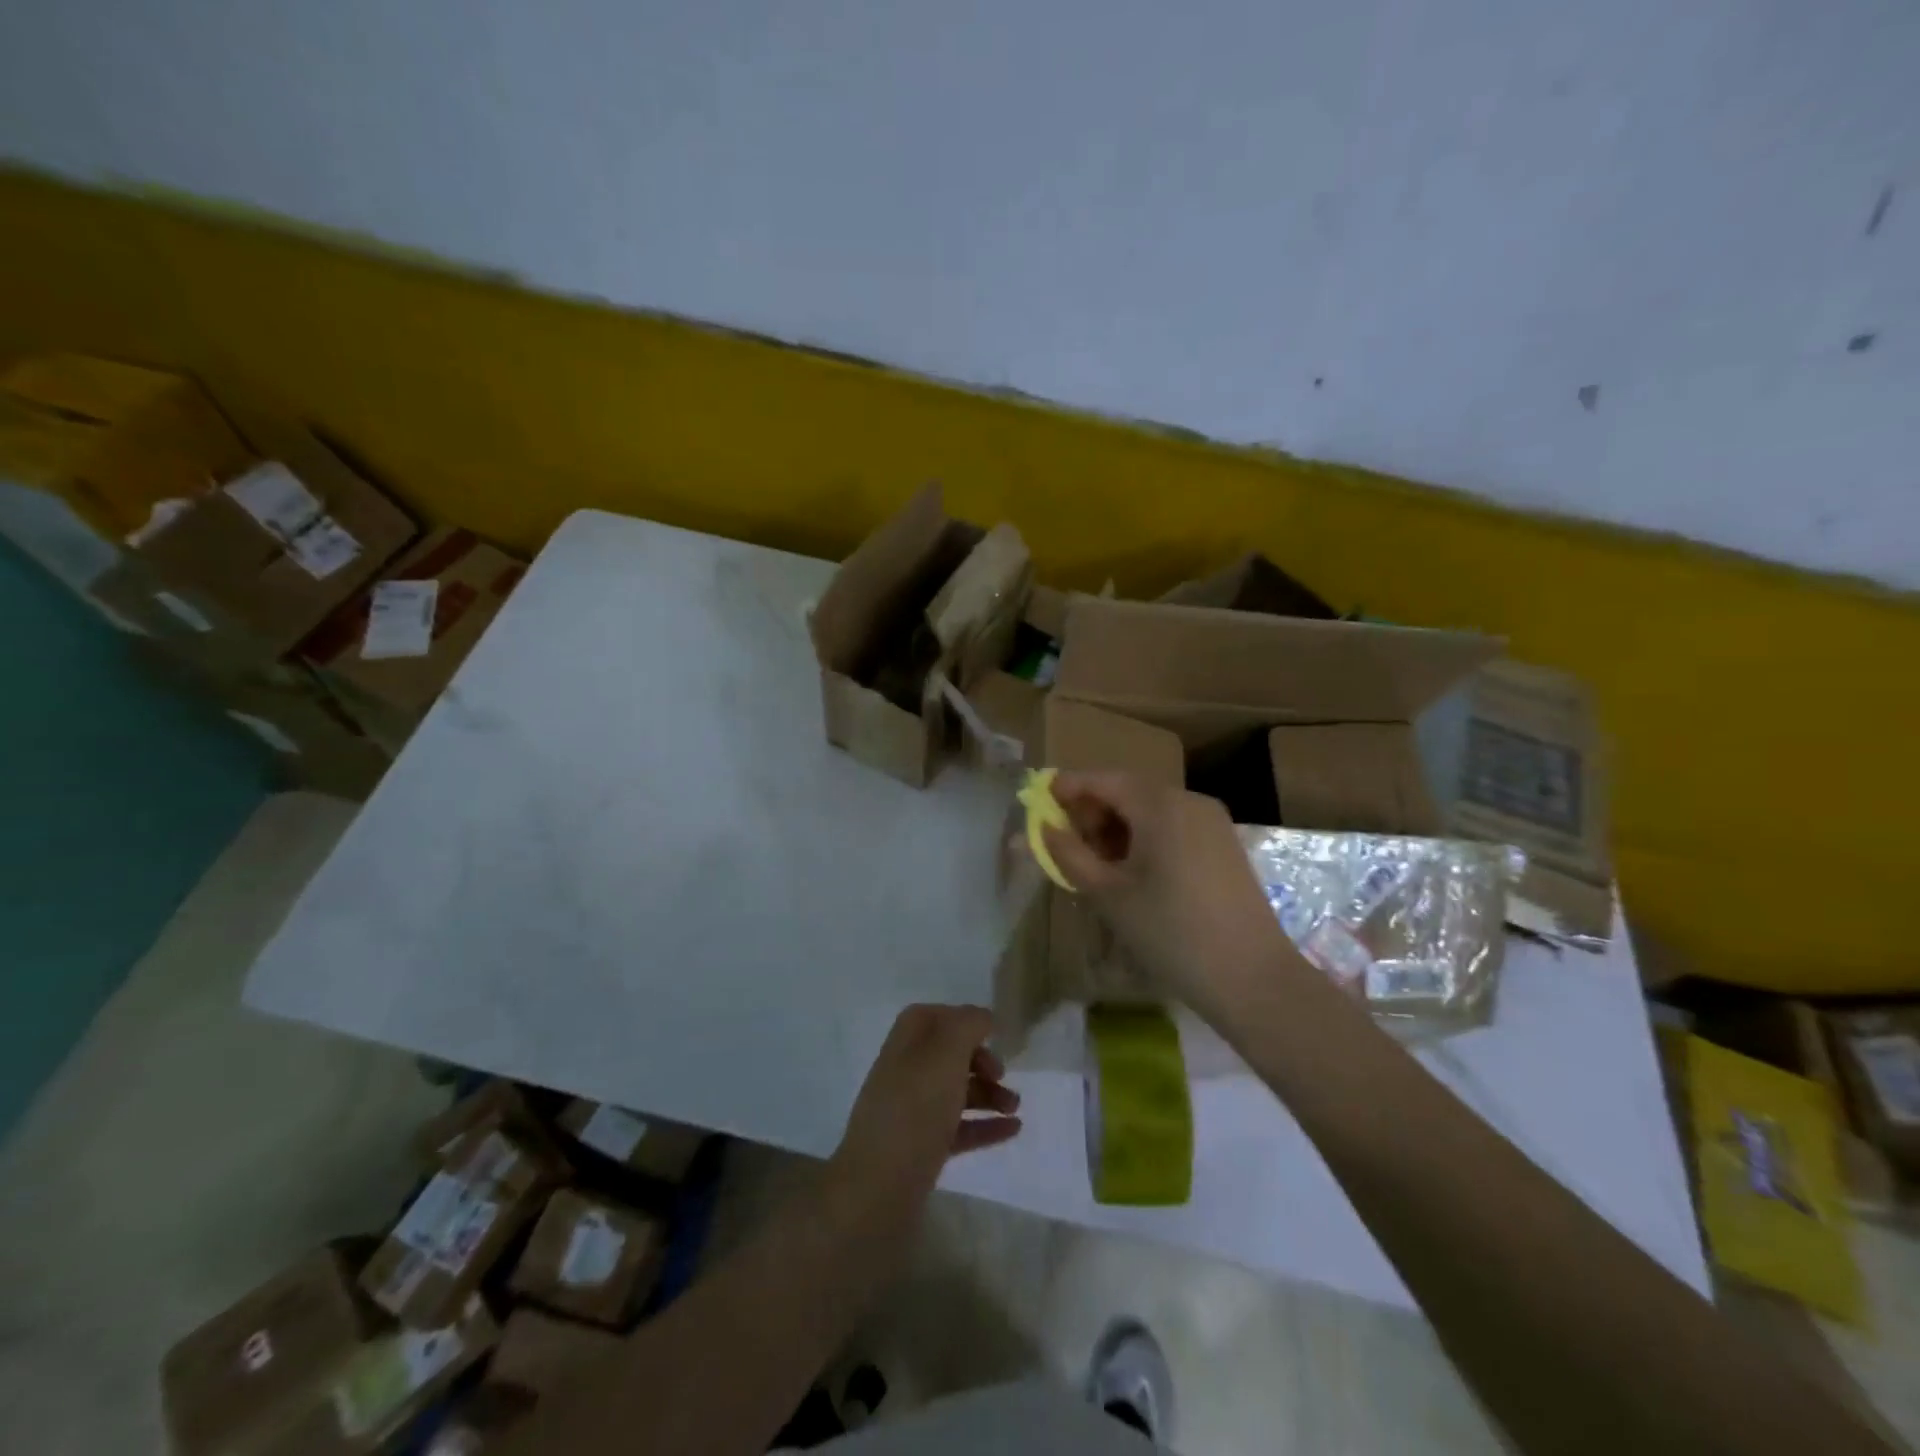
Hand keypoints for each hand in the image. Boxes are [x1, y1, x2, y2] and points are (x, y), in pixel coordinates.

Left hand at [829, 1004, 1020, 1220]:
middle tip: (1002, 1074)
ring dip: (988, 1094)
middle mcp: (904, 1072)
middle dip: (980, 1060)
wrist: (879, 1189)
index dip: (962, 1020)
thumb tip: (981, 1016)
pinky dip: (984, 1125)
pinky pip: (958, 1128)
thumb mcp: (945, 1055)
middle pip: (947, 1055)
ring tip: (1015, 1107)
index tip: (992, 1034)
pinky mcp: (920, 1149)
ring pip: (954, 1092)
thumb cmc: (914, 1110)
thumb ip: (966, 1026)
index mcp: (904, 1043)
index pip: (932, 1016)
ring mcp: (911, 1113)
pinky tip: (1012, 1130)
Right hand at [1038, 772, 1294, 1015]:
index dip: (1069, 787)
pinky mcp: (1224, 845)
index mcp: (1160, 805)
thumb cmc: (1171, 932)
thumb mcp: (1108, 894)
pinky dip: (1146, 838)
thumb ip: (1068, 854)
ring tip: (1097, 864)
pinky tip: (1133, 873)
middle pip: (1129, 791)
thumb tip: (1042, 829)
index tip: (1040, 800)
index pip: (1104, 780)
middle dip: (1093, 811)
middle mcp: (1189, 801)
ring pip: (1152, 810)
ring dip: (1118, 827)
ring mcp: (1212, 822)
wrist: (1252, 978)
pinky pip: (1174, 827)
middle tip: (1067, 843)